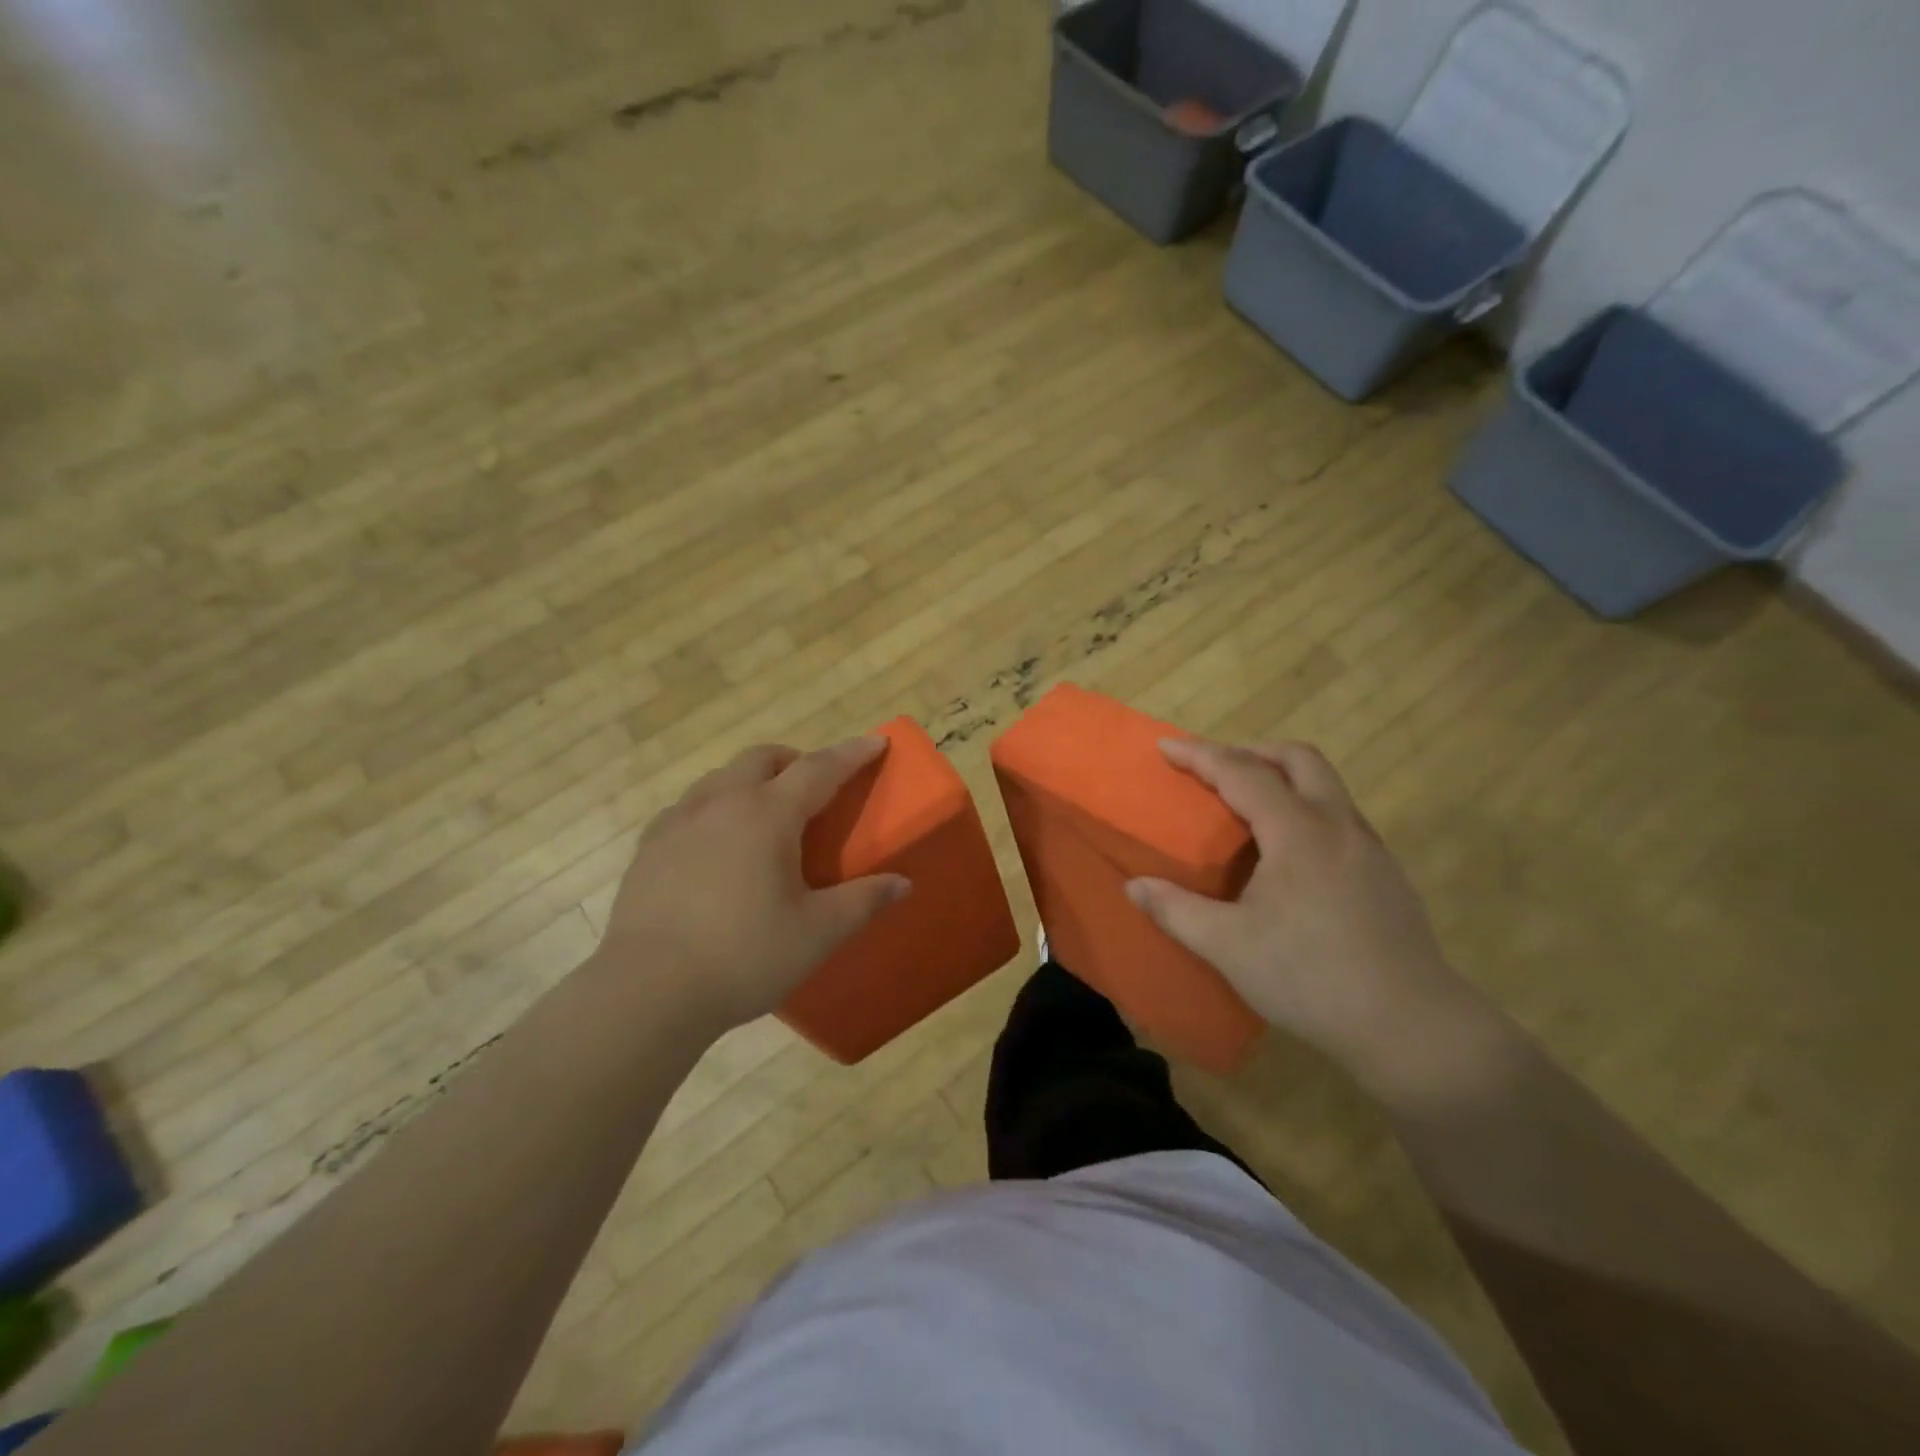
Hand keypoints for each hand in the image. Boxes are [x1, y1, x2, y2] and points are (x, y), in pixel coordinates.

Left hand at [597, 737, 910, 1030]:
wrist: (647, 991)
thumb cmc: (743, 956)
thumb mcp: (817, 933)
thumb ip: (862, 902)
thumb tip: (902, 883)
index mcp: (767, 815)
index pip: (819, 769)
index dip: (852, 754)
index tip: (875, 742)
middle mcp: (721, 803)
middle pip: (762, 758)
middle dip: (795, 761)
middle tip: (815, 788)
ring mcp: (678, 822)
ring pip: (721, 778)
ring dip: (751, 780)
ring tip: (765, 815)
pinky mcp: (648, 848)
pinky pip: (689, 807)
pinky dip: (714, 808)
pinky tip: (716, 845)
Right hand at [1126, 739, 1473, 1080]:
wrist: (1412, 1026)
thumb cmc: (1311, 978)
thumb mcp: (1228, 947)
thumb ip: (1176, 910)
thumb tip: (1134, 886)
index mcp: (1298, 832)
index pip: (1242, 773)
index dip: (1200, 755)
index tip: (1165, 746)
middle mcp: (1338, 826)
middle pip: (1299, 759)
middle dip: (1251, 751)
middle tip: (1215, 769)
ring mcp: (1369, 849)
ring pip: (1326, 786)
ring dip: (1283, 777)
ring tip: (1247, 807)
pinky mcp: (1386, 874)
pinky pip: (1339, 816)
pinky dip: (1305, 809)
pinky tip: (1287, 855)